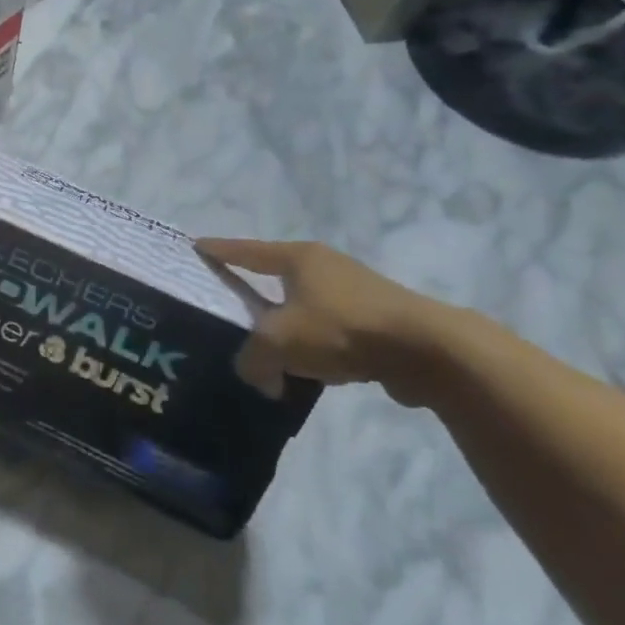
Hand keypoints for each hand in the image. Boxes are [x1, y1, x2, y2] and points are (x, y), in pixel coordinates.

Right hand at [194, 238, 442, 402]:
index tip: (196, 247)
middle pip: (277, 278)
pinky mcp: (379, 322)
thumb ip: (252, 360)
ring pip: (306, 308)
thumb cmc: (341, 330)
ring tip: (270, 351)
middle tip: (230, 307)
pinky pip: (332, 332)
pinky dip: (317, 348)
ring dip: (289, 328)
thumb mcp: (279, 343)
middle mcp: (326, 267)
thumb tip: (258, 377)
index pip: (245, 251)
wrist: (428, 351)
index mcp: (298, 259)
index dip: (219, 250)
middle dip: (254, 293)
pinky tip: (313, 373)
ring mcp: (356, 292)